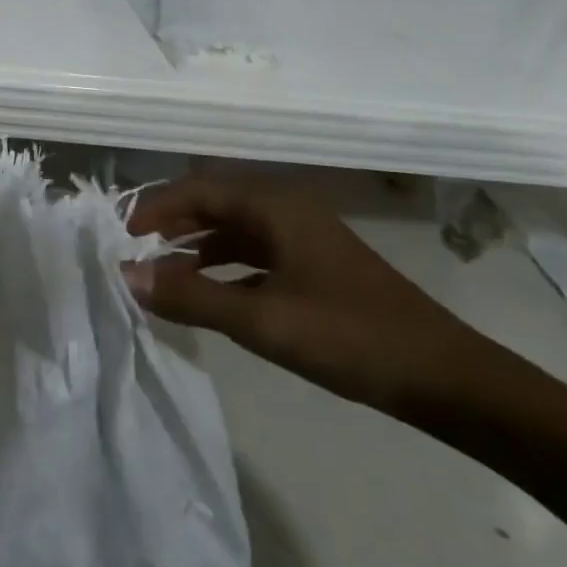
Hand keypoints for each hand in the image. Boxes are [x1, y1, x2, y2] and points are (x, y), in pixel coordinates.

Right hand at [126, 176, 498, 414]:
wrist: (445, 378)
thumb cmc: (348, 337)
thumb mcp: (261, 320)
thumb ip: (190, 297)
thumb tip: (127, 275)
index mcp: (275, 205)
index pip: (199, 189)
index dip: (155, 206)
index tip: (122, 234)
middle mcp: (287, 209)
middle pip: (216, 202)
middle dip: (172, 222)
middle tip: (135, 250)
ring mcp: (305, 237)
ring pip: (235, 228)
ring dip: (196, 244)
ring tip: (162, 271)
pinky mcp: (316, 265)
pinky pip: (256, 252)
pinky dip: (224, 265)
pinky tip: (210, 291)